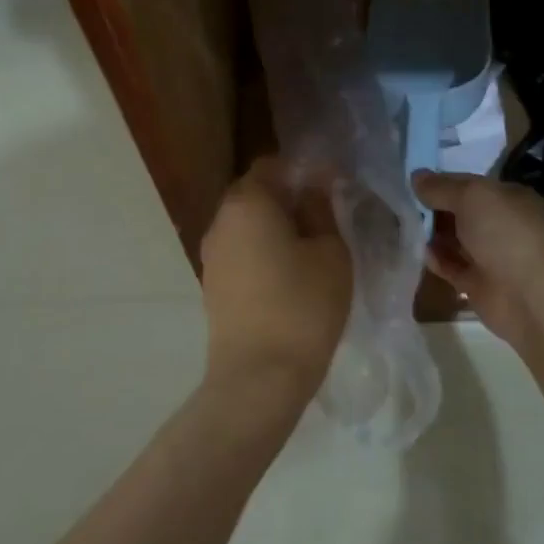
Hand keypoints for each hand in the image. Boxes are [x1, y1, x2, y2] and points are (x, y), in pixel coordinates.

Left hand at [199, 157, 351, 408]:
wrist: (259, 377)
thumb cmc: (304, 305)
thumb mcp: (330, 252)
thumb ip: (321, 210)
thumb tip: (313, 189)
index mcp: (248, 203)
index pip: (272, 166)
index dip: (303, 171)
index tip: (332, 188)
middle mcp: (221, 222)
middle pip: (255, 194)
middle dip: (288, 198)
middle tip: (325, 217)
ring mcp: (212, 256)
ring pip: (247, 225)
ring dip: (275, 227)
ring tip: (310, 248)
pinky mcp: (213, 286)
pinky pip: (241, 253)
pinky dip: (263, 252)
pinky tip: (289, 275)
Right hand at [414, 171, 543, 347]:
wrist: (528, 295)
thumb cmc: (504, 234)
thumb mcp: (472, 197)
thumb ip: (441, 187)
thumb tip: (416, 176)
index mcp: (510, 198)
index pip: (471, 184)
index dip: (444, 182)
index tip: (414, 182)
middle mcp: (502, 224)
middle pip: (461, 212)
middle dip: (435, 208)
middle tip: (402, 204)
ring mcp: (491, 255)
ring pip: (455, 239)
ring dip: (431, 234)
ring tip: (403, 225)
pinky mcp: (478, 283)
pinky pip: (451, 266)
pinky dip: (436, 259)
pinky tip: (419, 252)